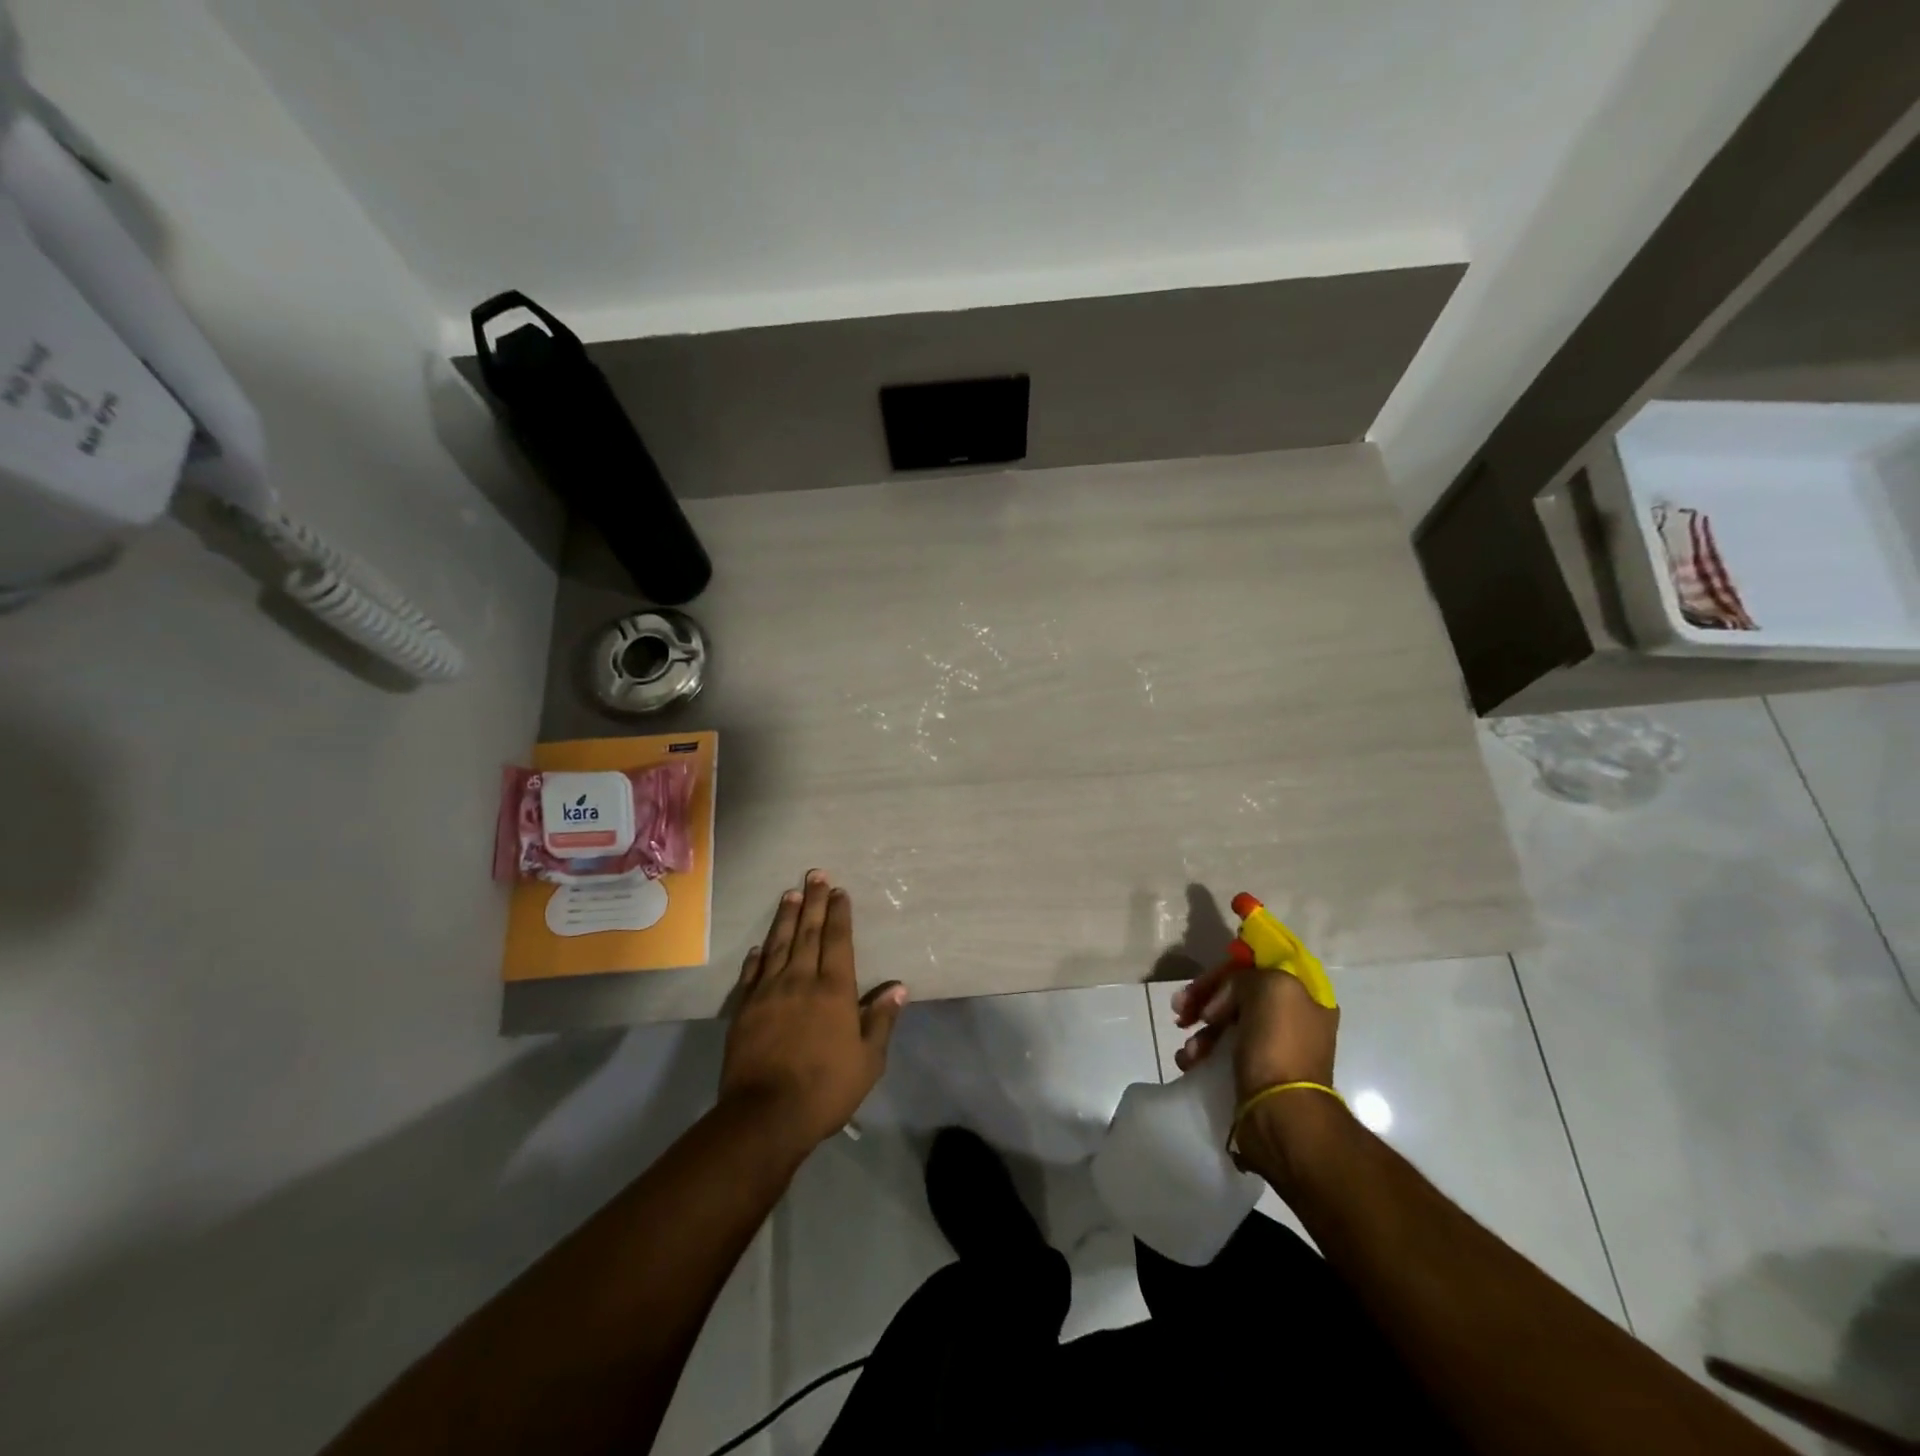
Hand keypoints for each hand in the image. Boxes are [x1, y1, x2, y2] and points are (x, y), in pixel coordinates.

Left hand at [720, 870, 907, 1151]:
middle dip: (813, 902)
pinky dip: (757, 956)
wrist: (766, 1114)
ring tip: (789, 894)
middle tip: (815, 874)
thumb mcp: (868, 1061)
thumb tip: (898, 987)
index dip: (839, 914)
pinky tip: (759, 946)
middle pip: (808, 933)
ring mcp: (769, 992)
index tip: (839, 891)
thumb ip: (881, 1020)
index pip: (838, 941)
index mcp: (834, 990)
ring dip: (786, 918)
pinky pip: (752, 974)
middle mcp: (801, 980)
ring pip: (779, 945)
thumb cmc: (826, 1088)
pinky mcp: (745, 1009)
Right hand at [1171, 957, 1338, 1099]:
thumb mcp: (1268, 988)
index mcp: (1305, 997)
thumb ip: (1245, 977)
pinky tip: (1189, 1061)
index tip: (1206, 979)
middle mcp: (1292, 1020)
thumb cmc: (1278, 1045)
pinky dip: (1202, 1052)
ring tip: (1189, 1047)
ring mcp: (1273, 1048)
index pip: (1260, 967)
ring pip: (1226, 1023)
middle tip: (1179, 1007)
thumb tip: (1224, 998)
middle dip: (1206, 998)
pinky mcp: (1254, 1074)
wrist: (1281, 1114)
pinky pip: (1222, 1052)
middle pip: (1239, 994)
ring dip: (1200, 1030)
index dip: (1230, 968)